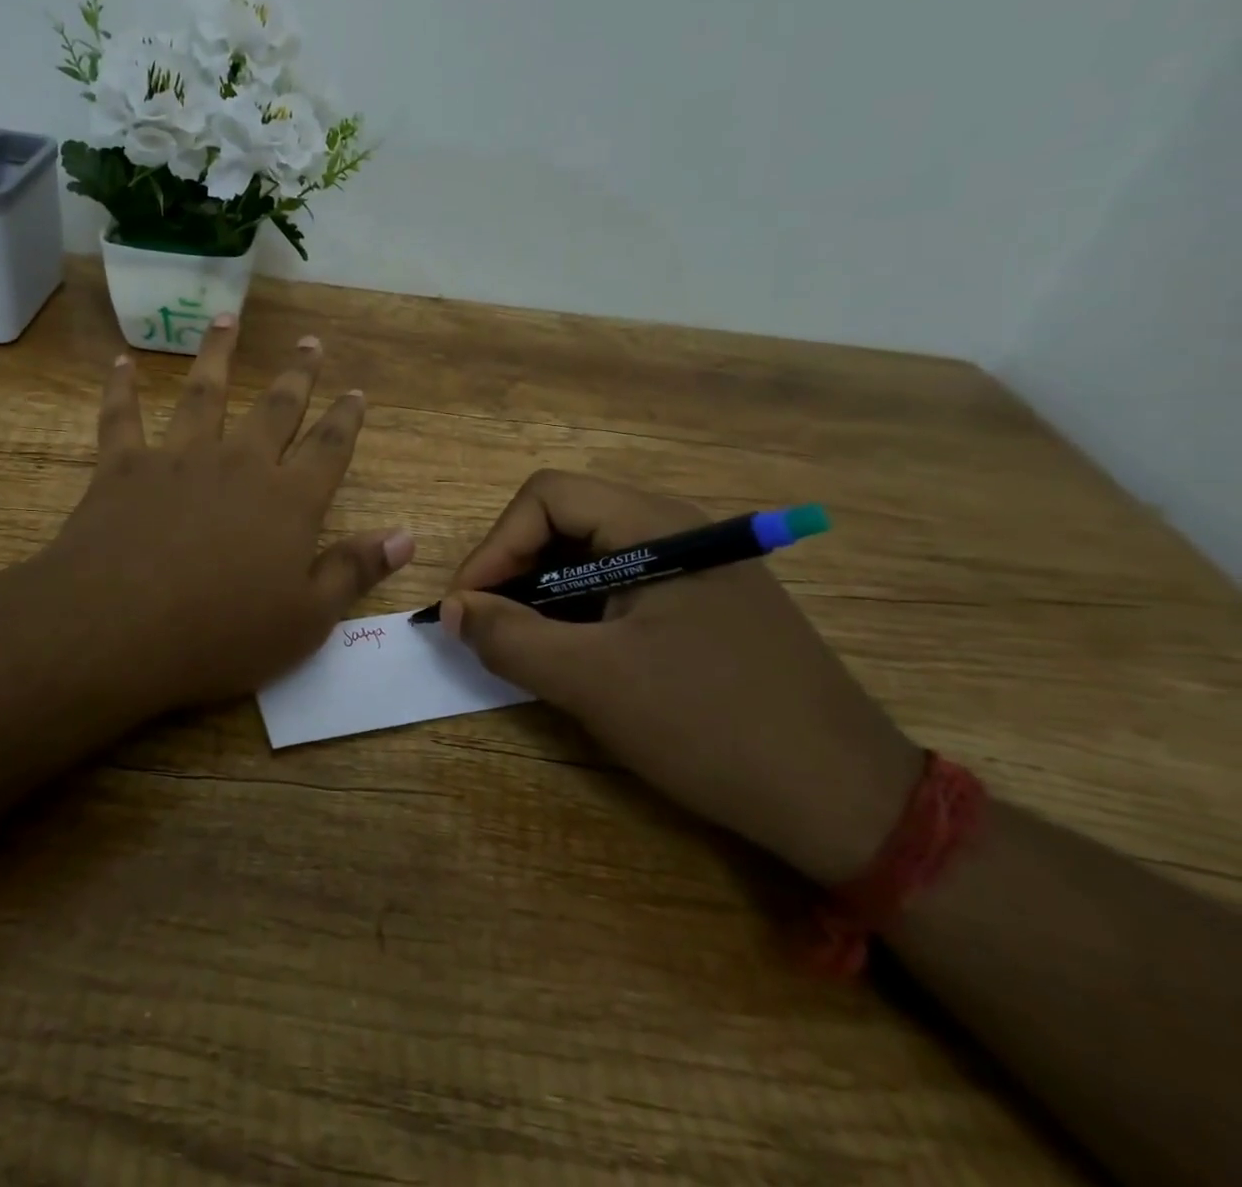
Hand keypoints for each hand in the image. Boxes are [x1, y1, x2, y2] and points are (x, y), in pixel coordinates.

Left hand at [35, 315, 412, 716]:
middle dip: (297, 375)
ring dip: (218, 354)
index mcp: (288, 501)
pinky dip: (121, 388)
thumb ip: (354, 570)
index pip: (329, 448)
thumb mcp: (306, 620)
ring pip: (204, 393)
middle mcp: (239, 464)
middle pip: (275, 408)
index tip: (356, 392)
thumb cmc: (221, 635)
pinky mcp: (122, 467)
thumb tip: (406, 535)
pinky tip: (122, 361)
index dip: (346, 419)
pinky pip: (121, 416)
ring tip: (227, 319)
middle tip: (310, 342)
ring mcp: (178, 458)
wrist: (118, 630)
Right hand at [443, 472, 921, 885]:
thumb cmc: (712, 726)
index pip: (546, 497)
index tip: (466, 607)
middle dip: (514, 570)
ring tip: (525, 648)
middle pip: (566, 520)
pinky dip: (580, 615)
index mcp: (656, 525)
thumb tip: (452, 609)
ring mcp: (696, 568)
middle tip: (488, 629)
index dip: (495, 546)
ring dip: (544, 596)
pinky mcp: (705, 606)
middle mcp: (677, 530)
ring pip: (591, 557)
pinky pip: (621, 589)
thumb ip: (509, 637)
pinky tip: (575, 659)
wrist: (849, 804)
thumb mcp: (592, 682)